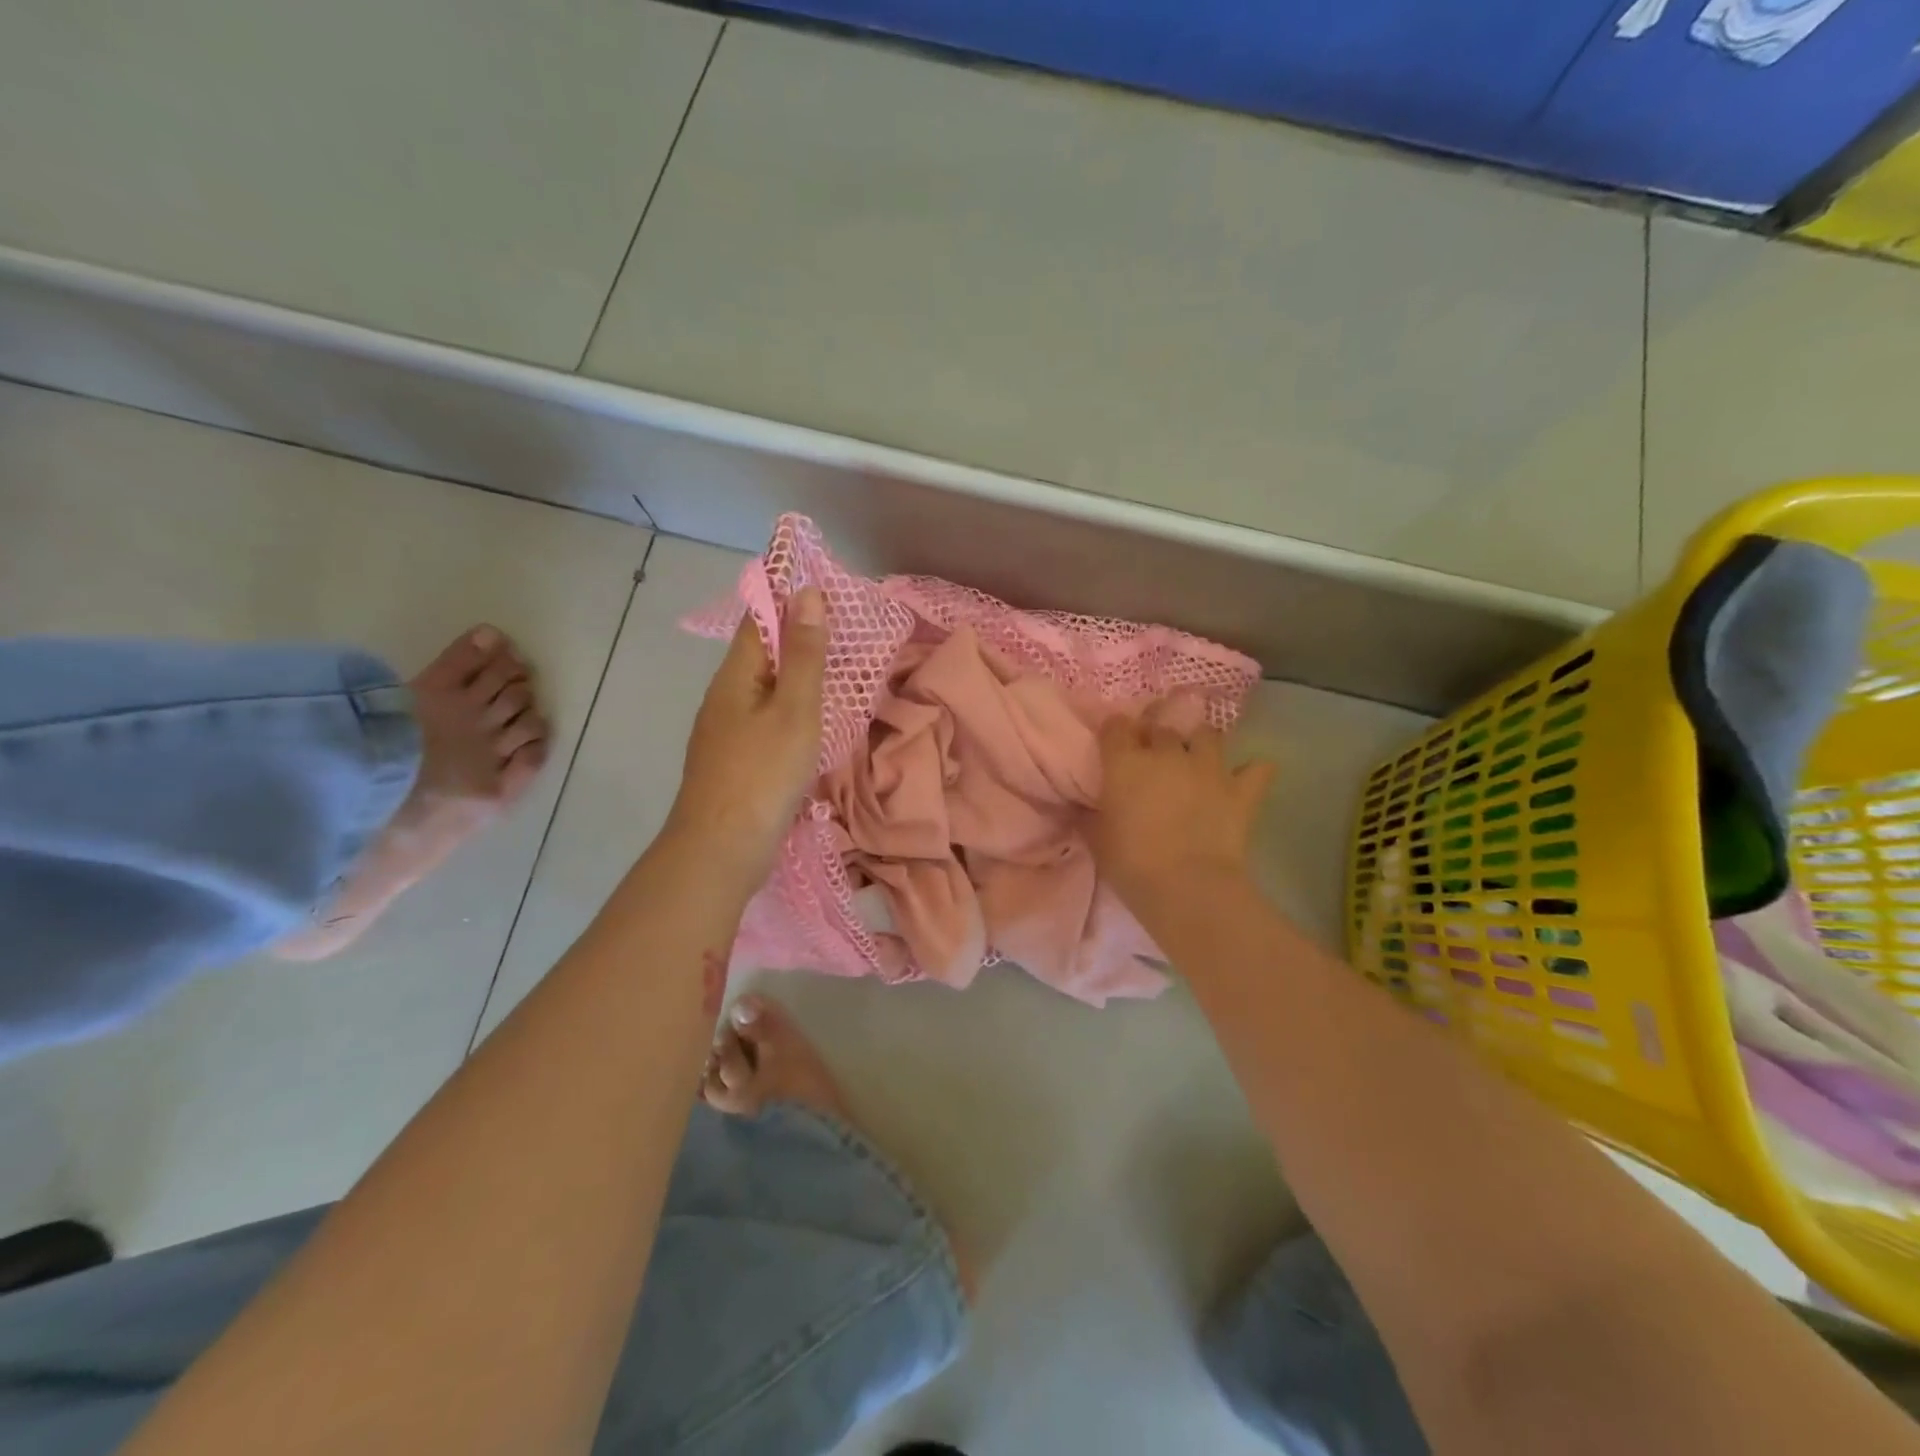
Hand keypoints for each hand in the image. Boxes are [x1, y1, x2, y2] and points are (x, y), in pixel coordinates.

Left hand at [666, 587, 827, 882]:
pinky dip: (789, 707)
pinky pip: (764, 718)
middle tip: (836, 623)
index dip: (784, 595)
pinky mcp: (734, 761)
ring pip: (763, 688)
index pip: (760, 619)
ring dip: (793, 672)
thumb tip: (806, 593)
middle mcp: (725, 697)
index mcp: (736, 676)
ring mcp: (725, 732)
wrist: (720, 849)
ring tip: (829, 666)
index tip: (816, 579)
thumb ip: (804, 655)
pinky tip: (808, 721)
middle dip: (793, 633)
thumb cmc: (762, 773)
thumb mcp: (794, 710)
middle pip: (760, 653)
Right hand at [1092, 701, 1276, 908]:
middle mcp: (1167, 754)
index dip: (1115, 732)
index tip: (1114, 743)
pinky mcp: (1240, 790)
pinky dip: (1252, 771)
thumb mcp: (1097, 840)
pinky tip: (1246, 777)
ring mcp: (1208, 768)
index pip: (1116, 727)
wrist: (1187, 886)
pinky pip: (1257, 768)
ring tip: (1196, 758)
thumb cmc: (1131, 863)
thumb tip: (1083, 807)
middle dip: (1155, 738)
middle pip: (1161, 729)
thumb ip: (1090, 816)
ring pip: (1207, 735)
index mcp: (1125, 762)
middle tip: (1153, 759)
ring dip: (1199, 743)